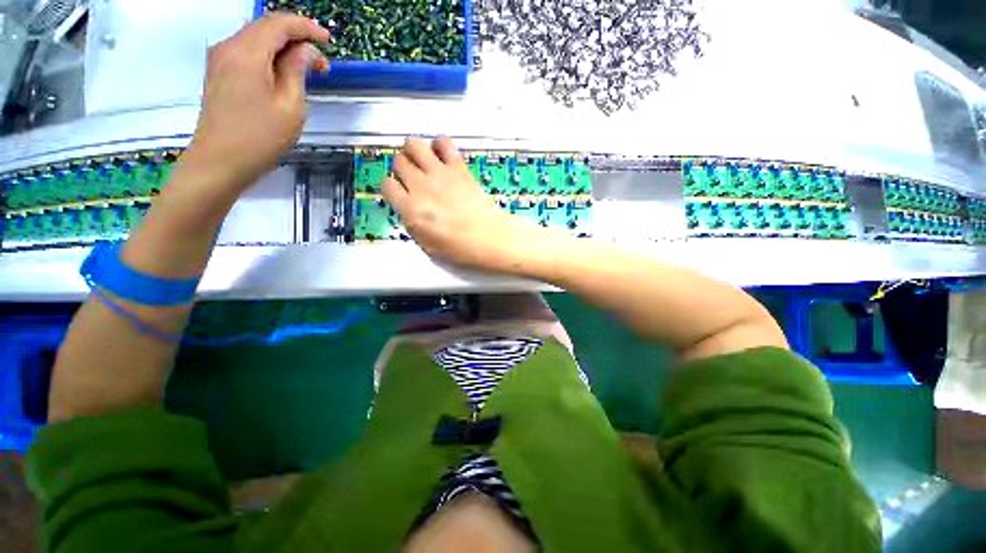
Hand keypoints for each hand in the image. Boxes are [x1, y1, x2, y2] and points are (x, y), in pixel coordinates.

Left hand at [184, 14, 329, 191]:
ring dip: (283, 48)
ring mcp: (220, 59)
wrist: (220, 161)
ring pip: (256, 39)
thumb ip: (297, 71)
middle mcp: (229, 47)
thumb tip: (305, 51)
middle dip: (296, 38)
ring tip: (307, 69)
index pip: (279, 24)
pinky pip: (247, 52)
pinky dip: (268, 56)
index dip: (306, 27)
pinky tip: (283, 73)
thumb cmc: (260, 137)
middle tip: (321, 61)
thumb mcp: (290, 106)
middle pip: (265, 27)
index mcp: (247, 52)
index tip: (328, 40)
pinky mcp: (219, 73)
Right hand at [383, 137, 537, 272]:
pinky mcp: (458, 168)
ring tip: (423, 161)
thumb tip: (406, 206)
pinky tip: (443, 156)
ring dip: (414, 151)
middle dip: (402, 168)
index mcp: (410, 209)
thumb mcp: (426, 244)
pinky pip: (444, 142)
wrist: (489, 238)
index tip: (399, 191)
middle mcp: (421, 186)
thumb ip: (411, 222)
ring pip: (414, 144)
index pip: (387, 185)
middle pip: (399, 161)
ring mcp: (440, 174)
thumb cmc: (460, 248)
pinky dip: (440, 145)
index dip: (392, 187)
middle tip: (412, 177)